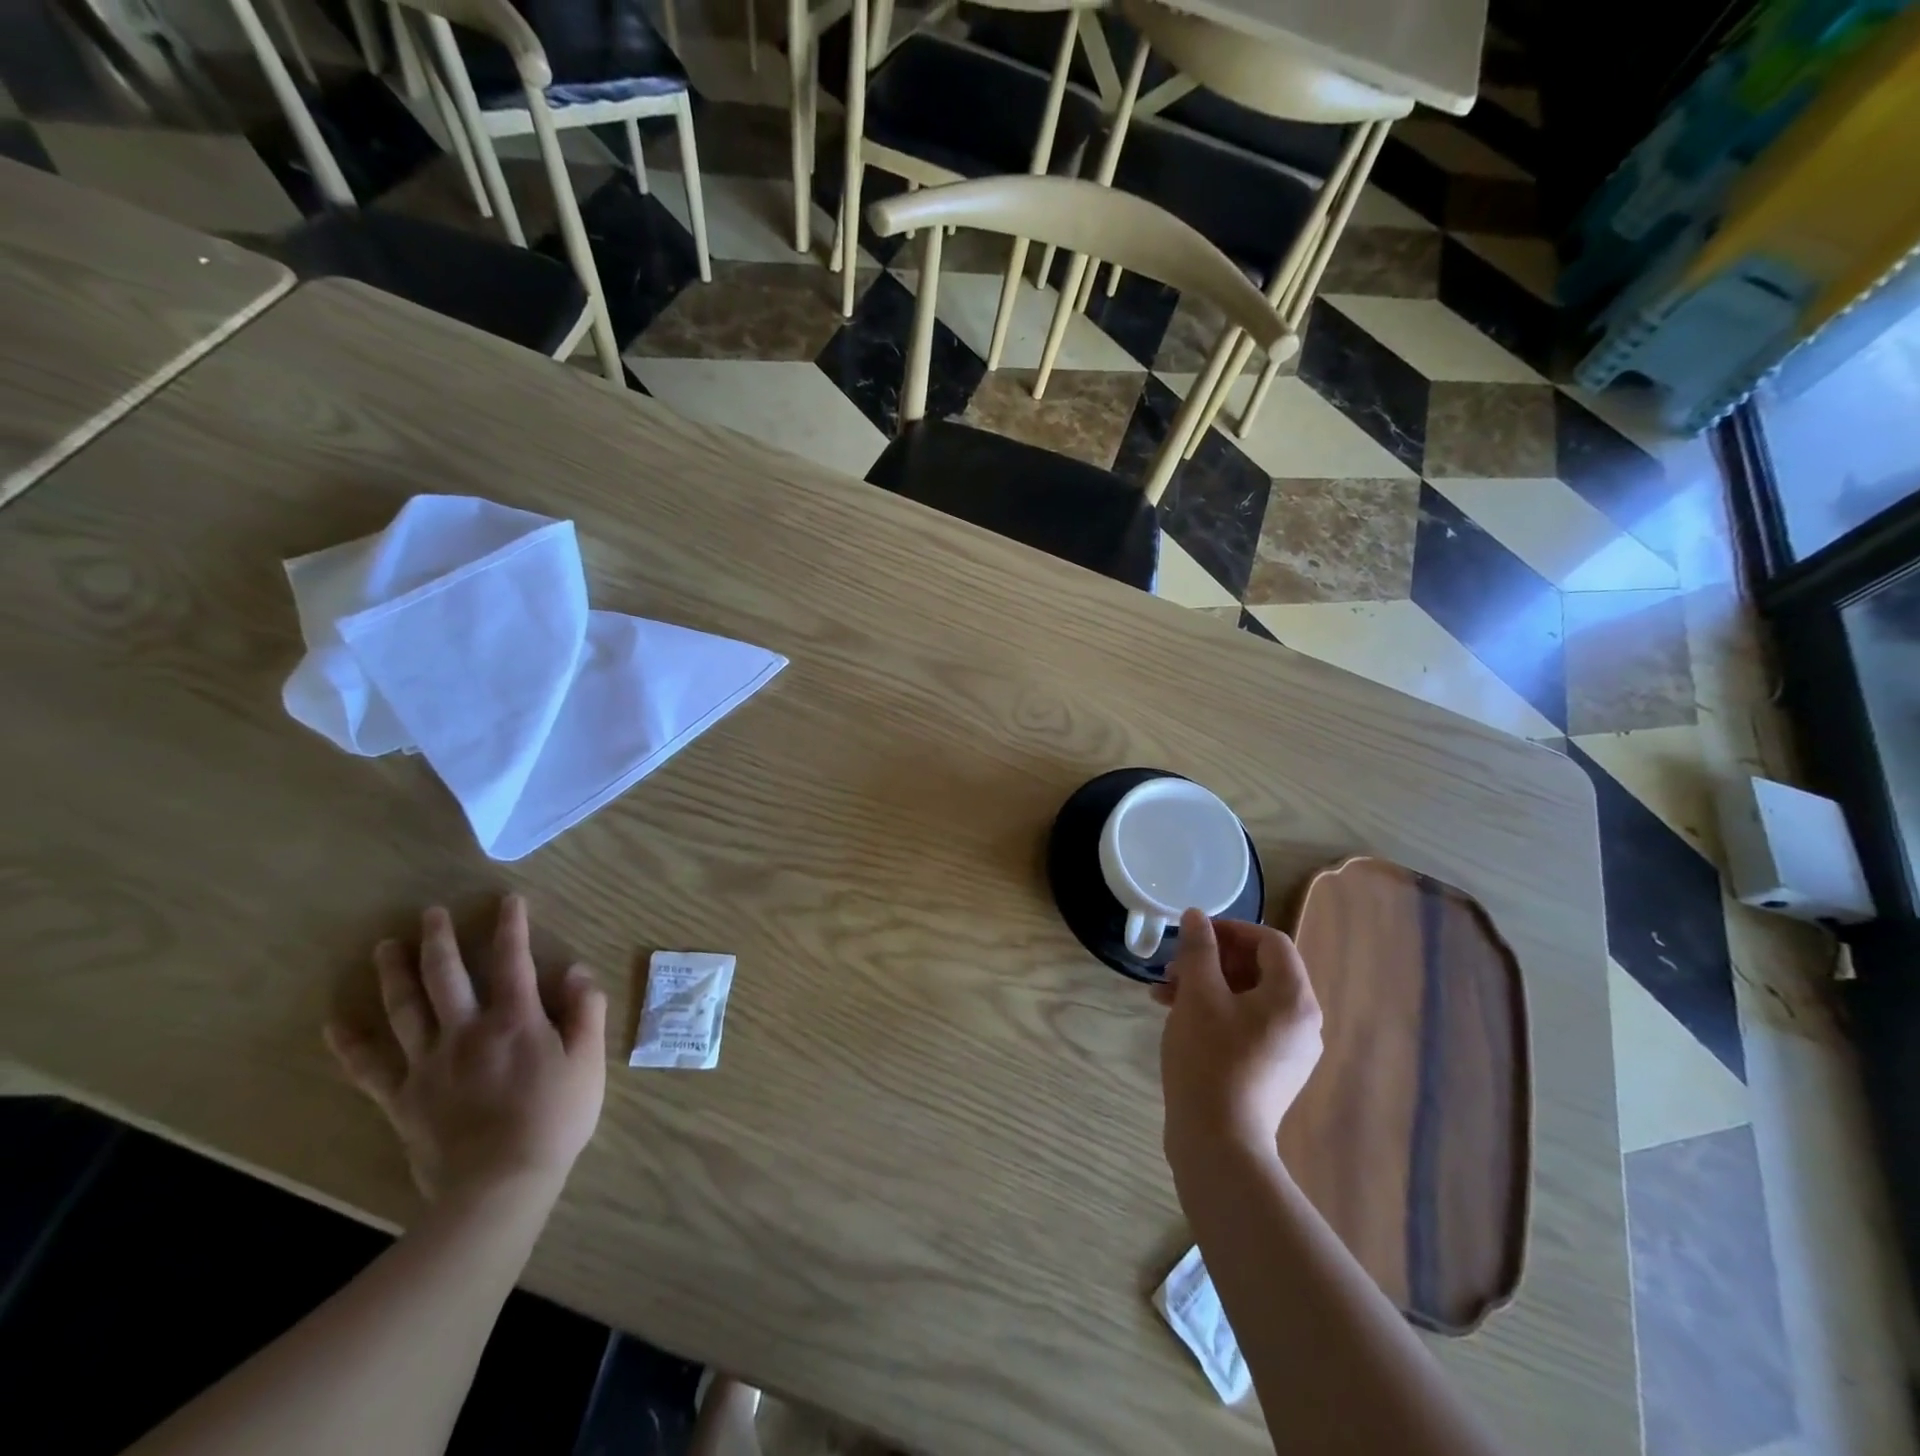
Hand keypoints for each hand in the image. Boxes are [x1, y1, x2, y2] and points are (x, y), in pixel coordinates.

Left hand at [325, 895, 607, 1205]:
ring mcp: (429, 1063)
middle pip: (447, 976)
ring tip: (385, 946)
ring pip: (405, 1008)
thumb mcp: (588, 1062)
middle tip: (430, 913)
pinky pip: (369, 1067)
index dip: (511, 927)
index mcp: (516, 1020)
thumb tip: (576, 970)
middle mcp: (467, 1031)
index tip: (508, 900)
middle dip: (440, 940)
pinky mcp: (402, 1097)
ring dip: (394, 974)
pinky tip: (336, 1023)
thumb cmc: (554, 1119)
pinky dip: (351, 1043)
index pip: (513, 961)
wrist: (500, 1185)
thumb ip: (585, 1011)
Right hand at [1154, 909, 1322, 1159]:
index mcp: (1294, 998)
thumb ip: (1199, 949)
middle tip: (1173, 966)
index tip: (1194, 934)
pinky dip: (1215, 1012)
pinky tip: (1177, 1018)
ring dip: (1206, 986)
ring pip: (1247, 998)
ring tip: (1164, 993)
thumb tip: (1197, 916)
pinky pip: (1246, 1025)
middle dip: (1212, 960)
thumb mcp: (1198, 994)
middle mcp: (1302, 1022)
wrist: (1219, 1144)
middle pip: (1259, 969)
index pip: (1270, 942)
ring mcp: (1288, 1050)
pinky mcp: (1271, 1071)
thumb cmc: (1209, 1059)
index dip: (1231, 929)